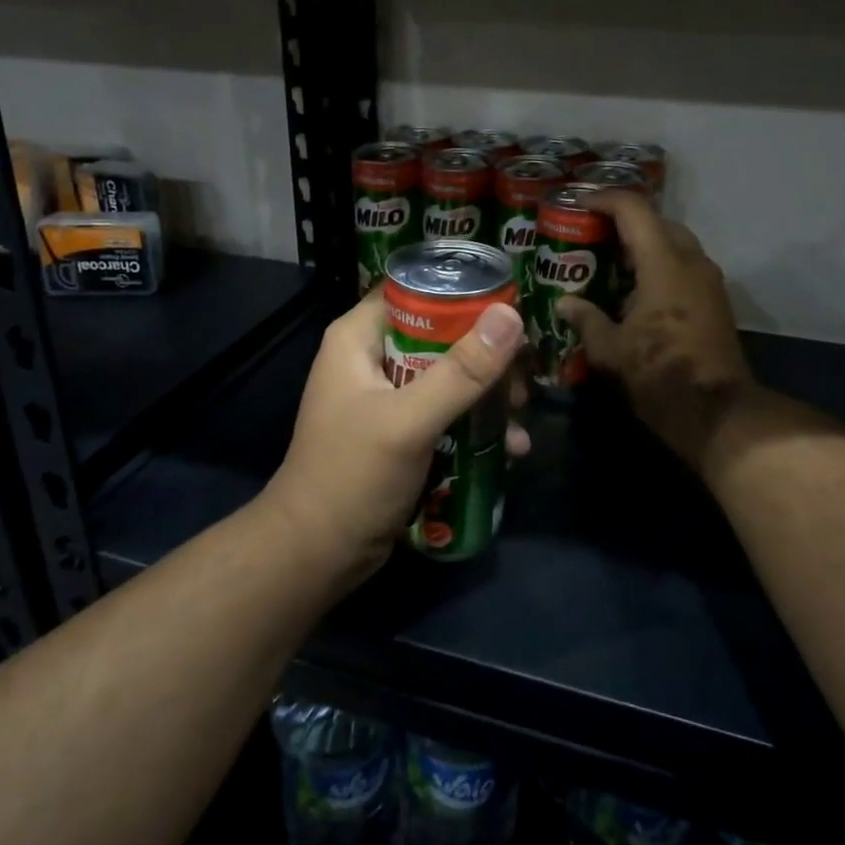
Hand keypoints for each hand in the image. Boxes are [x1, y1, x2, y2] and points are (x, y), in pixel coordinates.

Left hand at [265, 293, 528, 576]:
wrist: (318, 554)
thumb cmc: (352, 475)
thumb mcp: (409, 420)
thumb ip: (461, 371)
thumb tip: (510, 316)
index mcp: (358, 338)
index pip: (413, 290)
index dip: (461, 293)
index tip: (512, 304)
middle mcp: (372, 359)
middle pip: (440, 334)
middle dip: (486, 353)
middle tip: (525, 372)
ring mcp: (387, 398)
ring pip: (449, 376)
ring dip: (488, 393)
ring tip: (522, 412)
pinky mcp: (401, 432)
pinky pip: (446, 412)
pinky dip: (476, 425)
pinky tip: (510, 447)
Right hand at [557, 191, 755, 466]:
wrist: (716, 412)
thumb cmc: (659, 374)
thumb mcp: (611, 349)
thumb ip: (586, 319)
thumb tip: (565, 304)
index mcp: (664, 264)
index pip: (634, 210)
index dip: (604, 199)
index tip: (579, 204)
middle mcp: (692, 262)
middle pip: (658, 222)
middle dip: (625, 222)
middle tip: (592, 234)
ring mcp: (709, 281)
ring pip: (675, 244)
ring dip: (644, 245)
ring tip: (610, 261)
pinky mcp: (716, 301)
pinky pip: (684, 267)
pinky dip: (659, 266)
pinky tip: (635, 290)